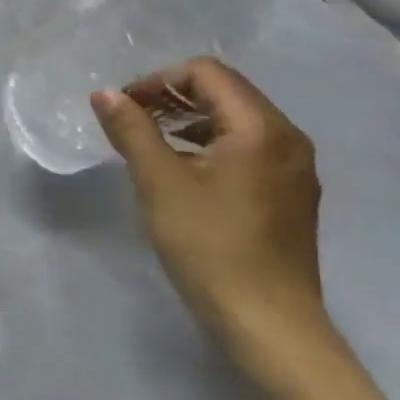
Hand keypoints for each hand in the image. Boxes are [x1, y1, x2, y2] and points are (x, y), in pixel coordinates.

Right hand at [91, 59, 325, 368]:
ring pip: (237, 122)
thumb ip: (131, 129)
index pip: (207, 73)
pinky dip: (211, 147)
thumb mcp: (159, 182)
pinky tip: (183, 174)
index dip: (159, 79)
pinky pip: (248, 150)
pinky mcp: (291, 197)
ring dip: (190, 121)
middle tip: (131, 122)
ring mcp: (294, 170)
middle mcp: (288, 139)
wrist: (269, 326)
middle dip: (173, 98)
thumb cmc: (210, 246)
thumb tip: (104, 93)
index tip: (125, 107)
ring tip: (150, 146)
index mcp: (262, 128)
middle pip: (225, 92)